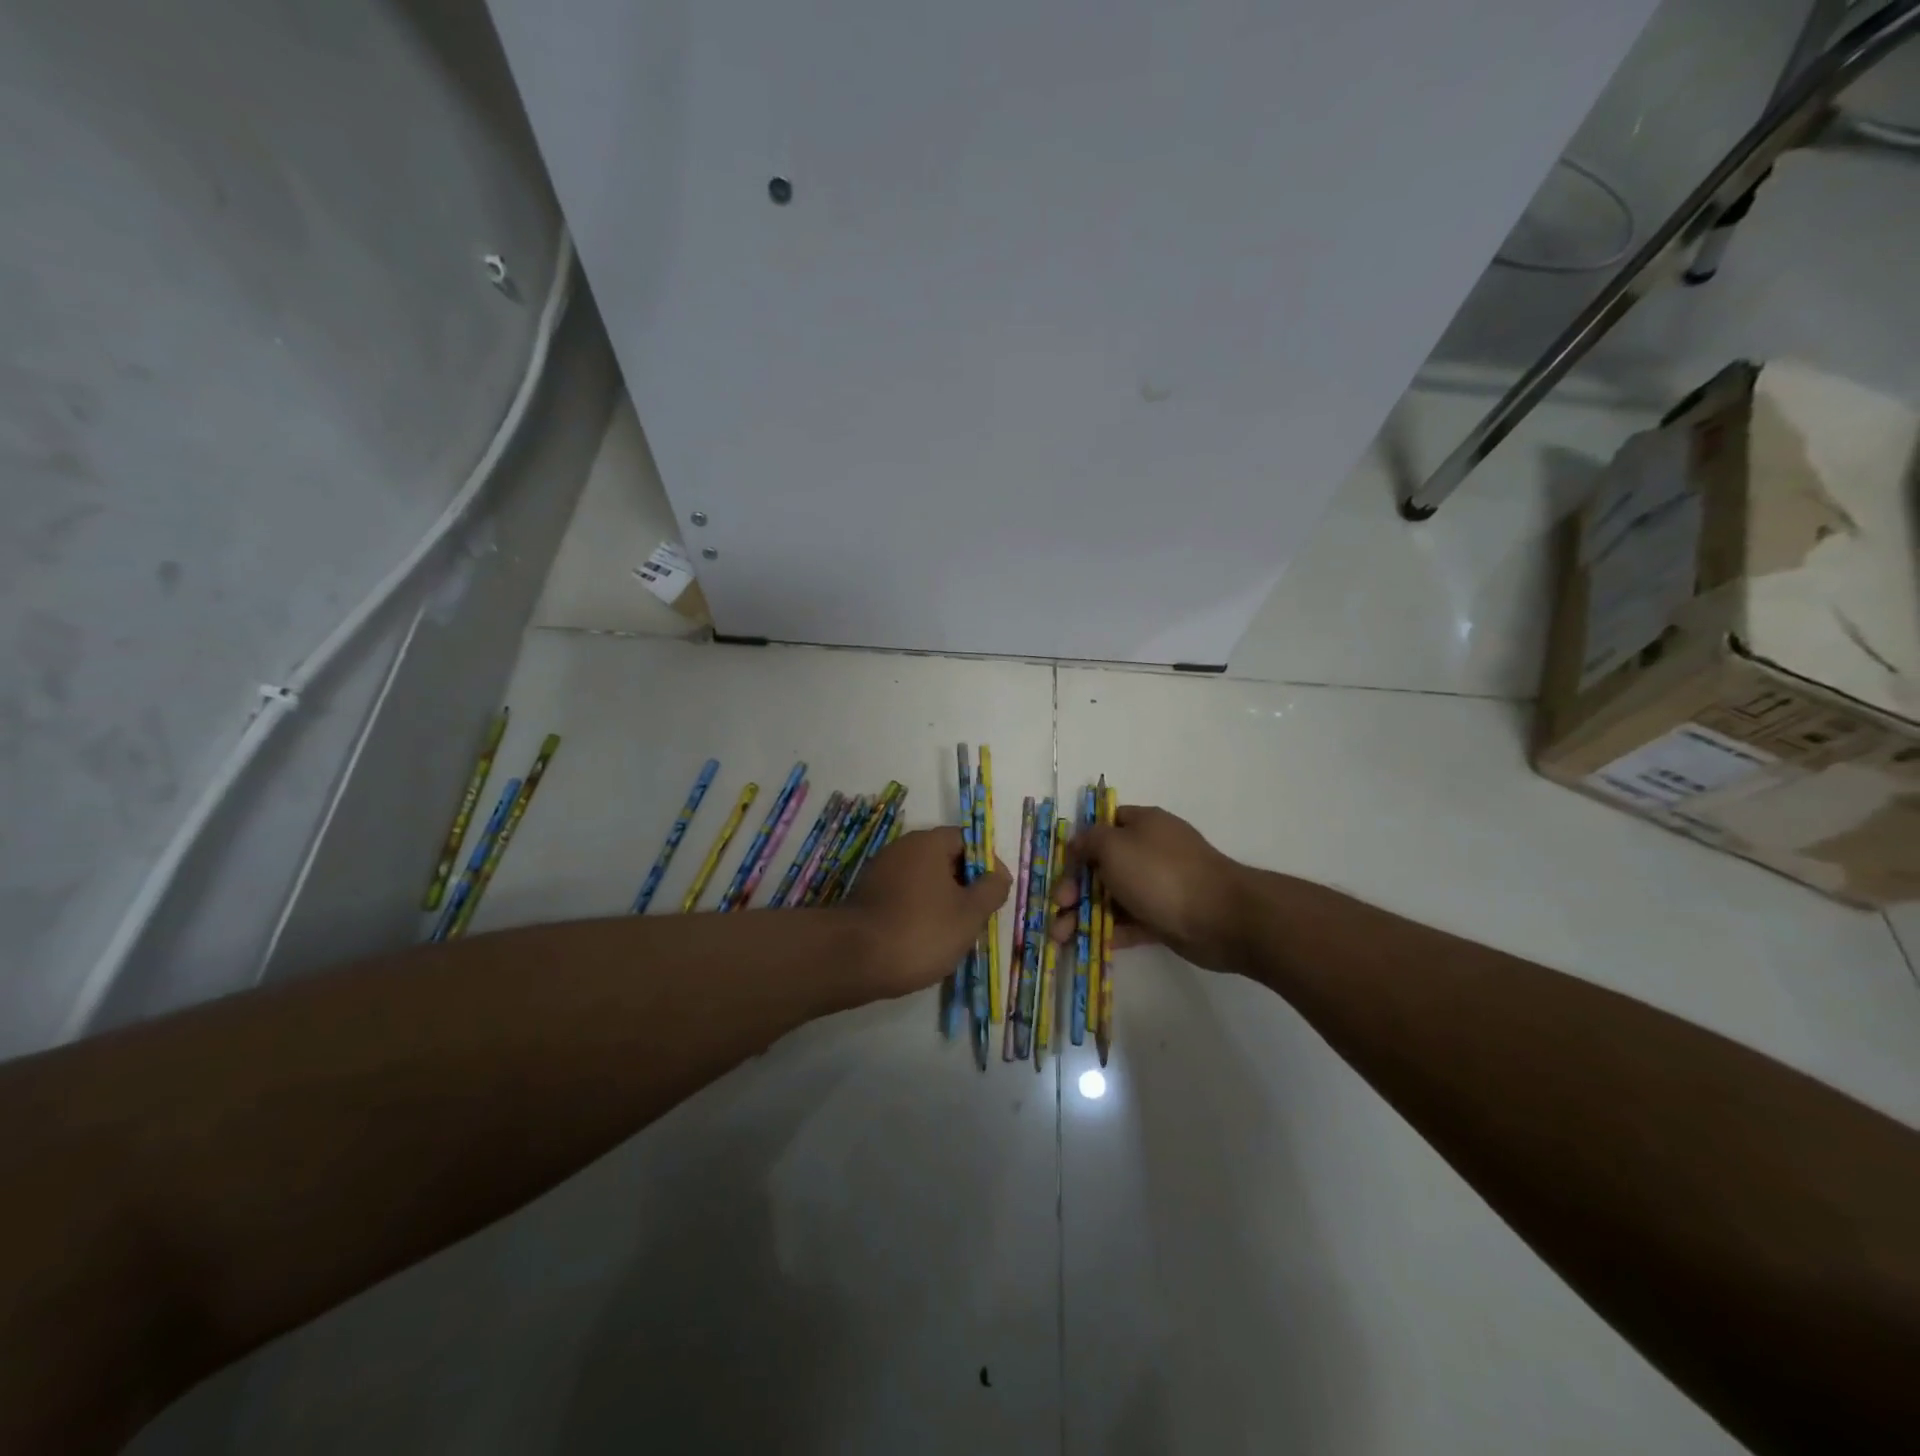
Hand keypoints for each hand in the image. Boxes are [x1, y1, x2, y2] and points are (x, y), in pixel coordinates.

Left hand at [847, 828, 1010, 997]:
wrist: (854, 959)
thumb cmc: (921, 931)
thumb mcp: (969, 914)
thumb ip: (991, 890)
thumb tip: (998, 875)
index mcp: (928, 843)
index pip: (967, 840)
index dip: (986, 864)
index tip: (995, 893)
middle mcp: (902, 848)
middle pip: (944, 858)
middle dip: (964, 885)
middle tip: (976, 917)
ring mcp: (880, 871)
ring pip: (924, 880)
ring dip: (941, 900)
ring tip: (952, 933)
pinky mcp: (867, 895)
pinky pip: (903, 895)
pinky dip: (918, 911)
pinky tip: (922, 939)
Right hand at [1049, 805, 1252, 971]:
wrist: (1219, 917)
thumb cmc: (1160, 873)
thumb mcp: (1114, 846)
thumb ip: (1090, 841)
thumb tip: (1079, 843)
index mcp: (1142, 824)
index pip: (1105, 825)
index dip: (1080, 843)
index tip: (1062, 865)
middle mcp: (1151, 851)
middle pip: (1103, 866)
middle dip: (1075, 887)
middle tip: (1058, 907)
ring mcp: (1160, 886)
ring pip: (1114, 897)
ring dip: (1084, 914)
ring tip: (1060, 937)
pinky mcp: (1167, 918)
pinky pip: (1132, 922)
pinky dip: (1111, 931)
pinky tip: (1090, 942)